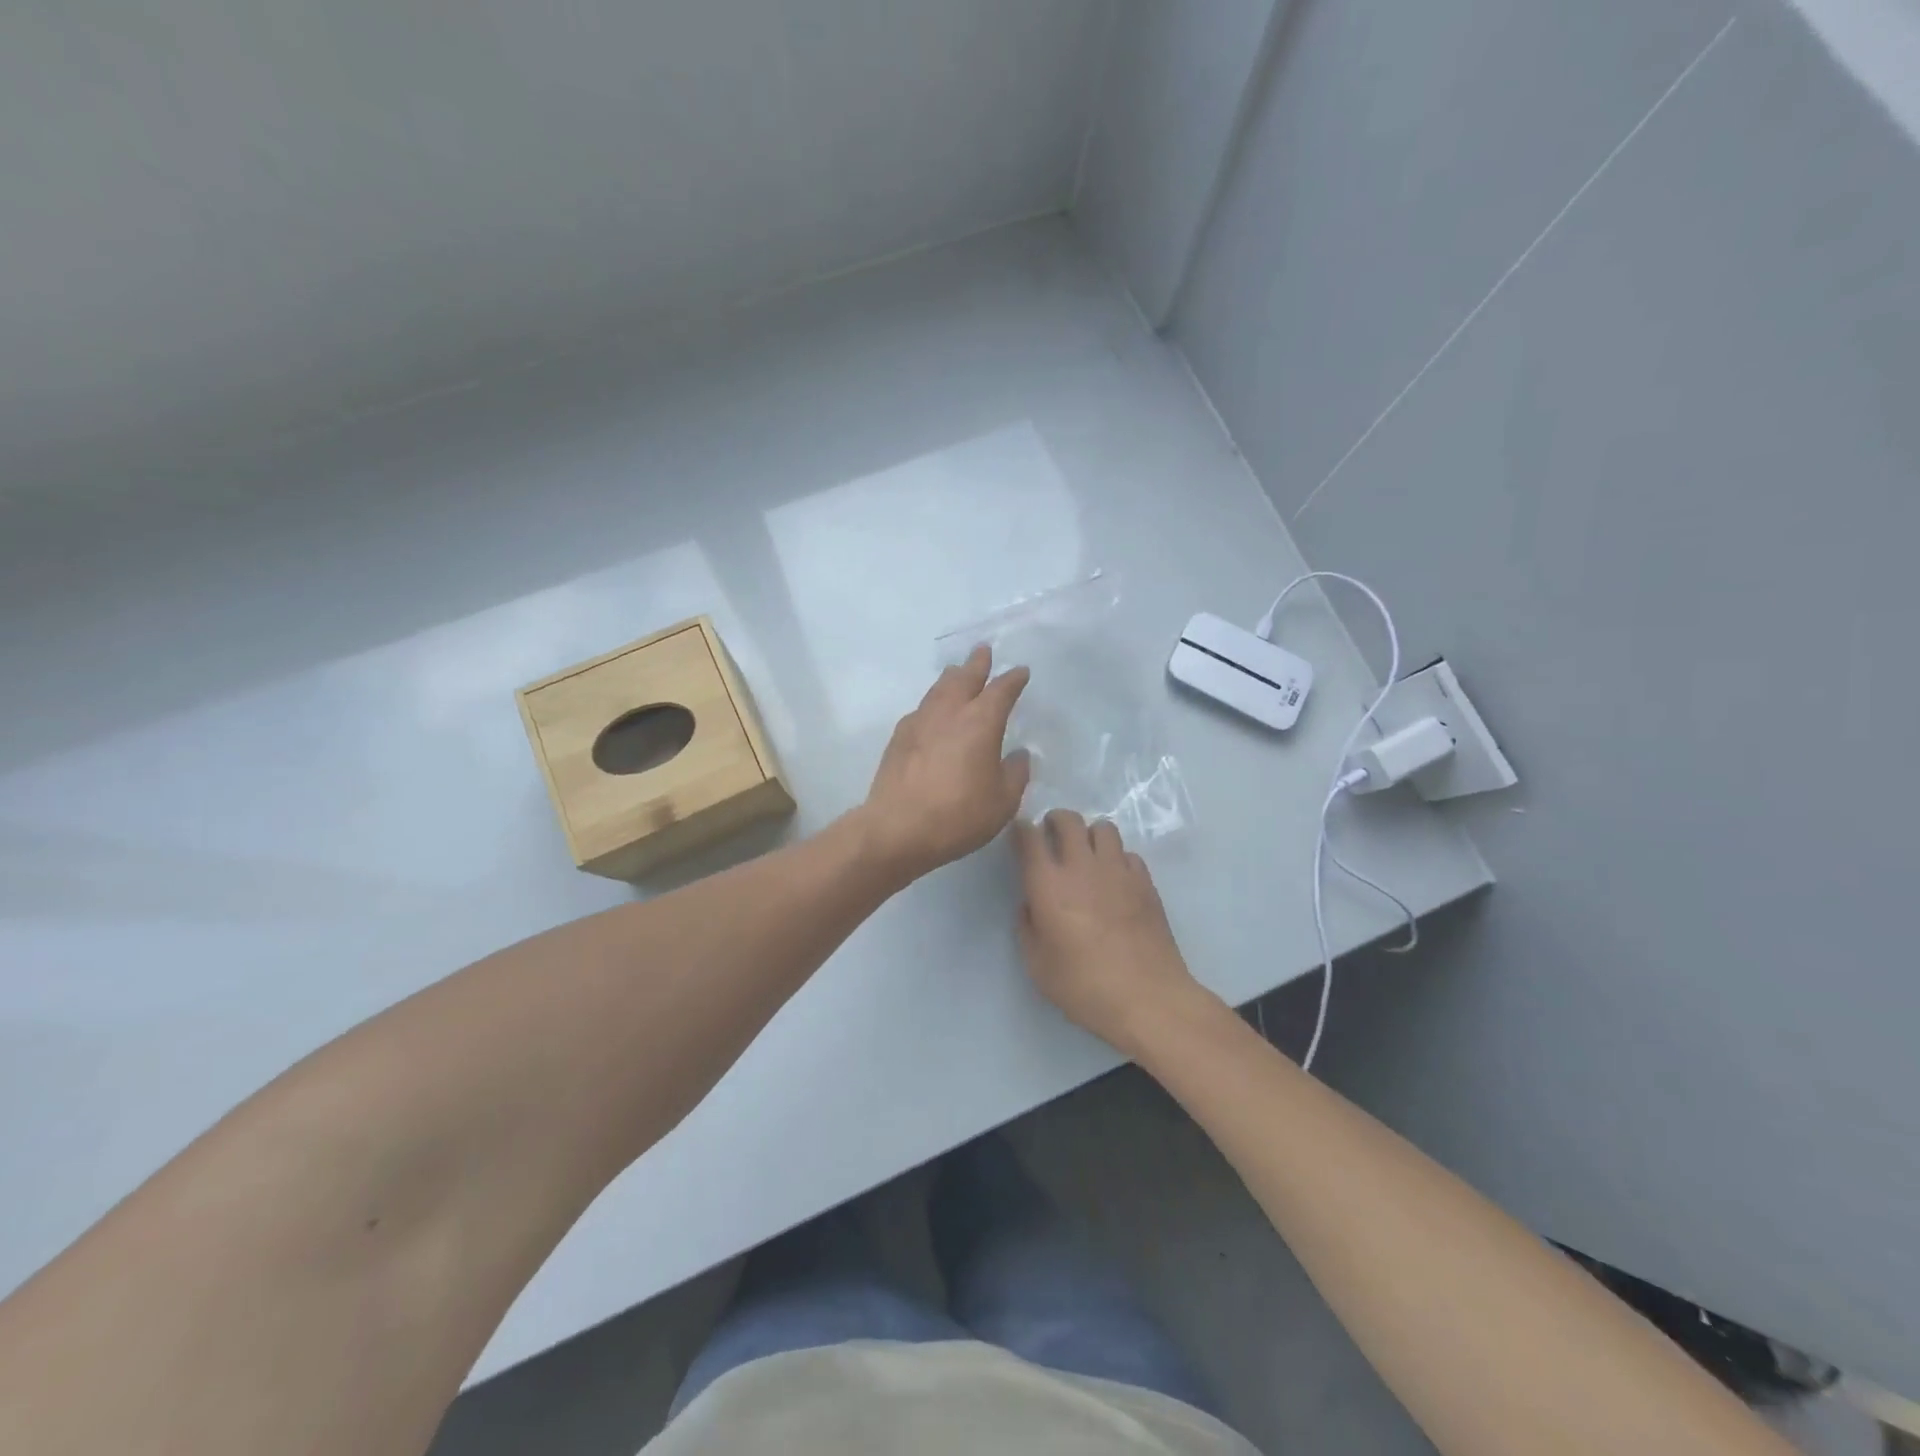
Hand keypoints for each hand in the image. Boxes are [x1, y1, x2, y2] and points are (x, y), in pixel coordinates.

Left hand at [859, 645, 1030, 879]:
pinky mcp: (898, 737)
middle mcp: (949, 712)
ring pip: (938, 689)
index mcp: (980, 722)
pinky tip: (932, 712)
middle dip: (977, 663)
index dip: (1013, 679)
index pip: (1001, 690)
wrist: (897, 828)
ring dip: (951, 677)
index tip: (1021, 672)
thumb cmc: (958, 815)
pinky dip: (932, 703)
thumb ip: (1015, 774)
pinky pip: (921, 709)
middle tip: (983, 650)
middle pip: (964, 677)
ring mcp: (919, 722)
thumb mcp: (1002, 802)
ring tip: (956, 671)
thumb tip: (1018, 755)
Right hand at [1014, 810, 1209, 1058]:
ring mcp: (1118, 870)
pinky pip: (1127, 854)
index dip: (1021, 830)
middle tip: (1051, 836)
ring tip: (1087, 855)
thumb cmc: (1084, 986)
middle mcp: (1082, 866)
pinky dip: (1117, 858)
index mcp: (1048, 884)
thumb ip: (1028, 928)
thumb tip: (1031, 906)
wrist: (1147, 997)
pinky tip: (1115, 879)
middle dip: (1055, 820)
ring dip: (1089, 835)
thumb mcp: (1038, 966)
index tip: (1020, 834)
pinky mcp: (1145, 882)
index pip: (1028, 837)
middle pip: (1068, 820)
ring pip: (1103, 828)